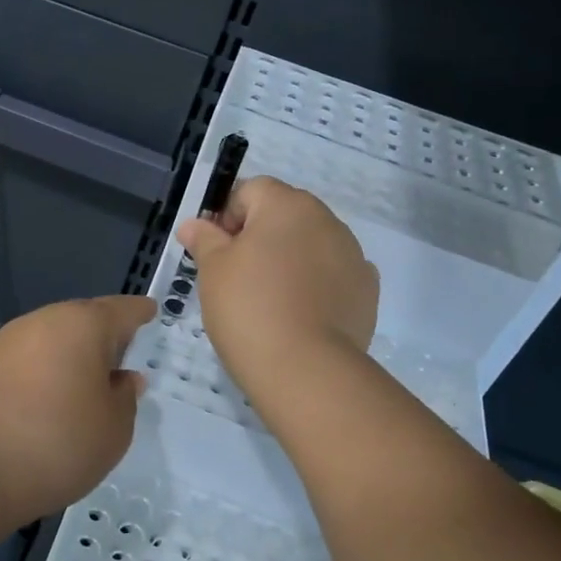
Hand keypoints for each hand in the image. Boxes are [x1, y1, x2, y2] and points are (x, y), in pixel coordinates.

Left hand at [0, 295, 155, 526]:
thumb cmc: (56, 442)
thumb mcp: (113, 430)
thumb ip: (124, 399)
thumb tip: (123, 379)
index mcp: (84, 324)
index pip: (122, 310)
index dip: (140, 313)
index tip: (150, 312)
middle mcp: (44, 320)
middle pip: (83, 320)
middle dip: (102, 336)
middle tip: (119, 359)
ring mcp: (6, 341)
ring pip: (50, 340)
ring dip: (68, 357)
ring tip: (82, 387)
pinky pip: (25, 361)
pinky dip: (41, 374)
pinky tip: (44, 402)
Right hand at [175, 177, 377, 397]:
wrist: (307, 370)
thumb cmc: (249, 308)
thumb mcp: (213, 270)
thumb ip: (204, 239)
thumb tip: (194, 224)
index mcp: (287, 204)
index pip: (251, 190)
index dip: (227, 217)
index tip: (216, 253)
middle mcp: (326, 219)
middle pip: (284, 215)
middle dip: (260, 237)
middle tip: (238, 278)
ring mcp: (353, 254)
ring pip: (311, 245)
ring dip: (290, 260)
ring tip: (270, 301)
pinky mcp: (366, 290)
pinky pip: (333, 275)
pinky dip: (317, 285)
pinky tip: (301, 314)